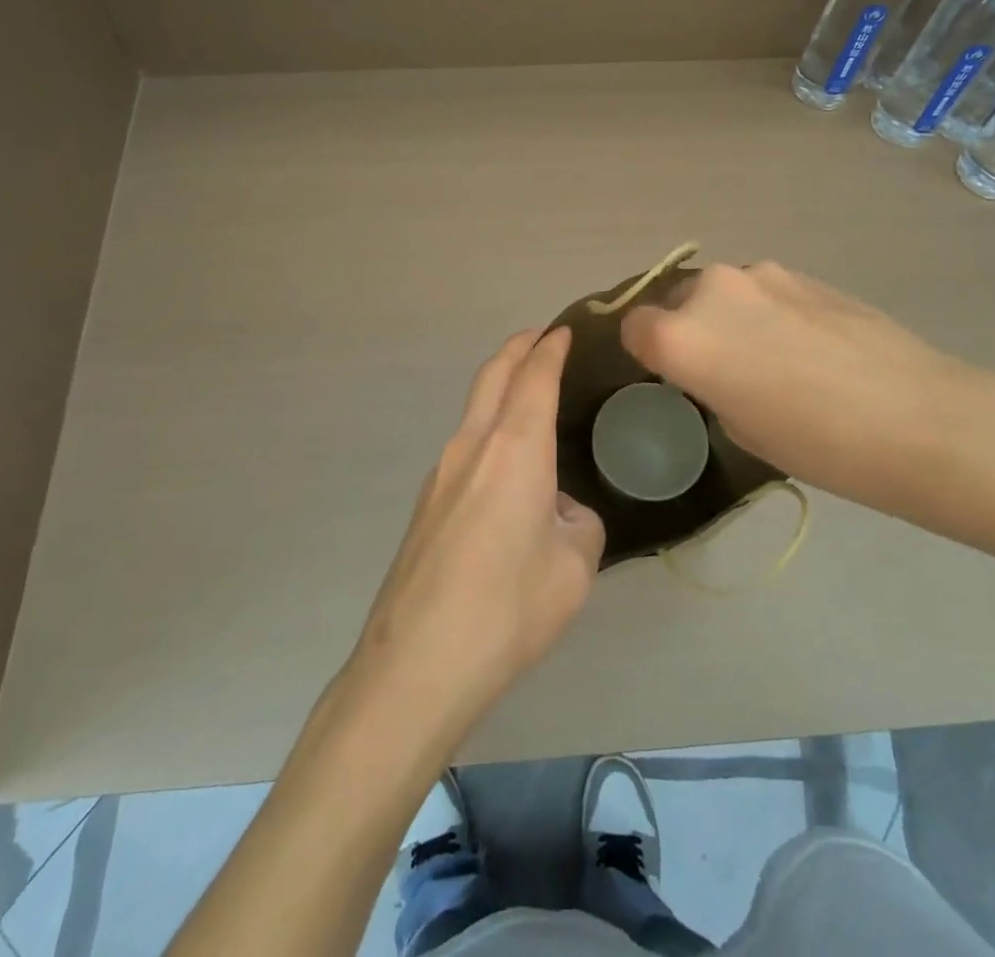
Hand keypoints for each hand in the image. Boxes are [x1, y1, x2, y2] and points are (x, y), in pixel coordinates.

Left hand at [347, 328, 605, 741]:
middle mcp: (472, 446)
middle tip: (542, 339)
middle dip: (518, 349)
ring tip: (529, 397)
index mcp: (514, 449)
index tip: (564, 331)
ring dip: (500, 389)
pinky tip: (508, 469)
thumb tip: (560, 513)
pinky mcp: (426, 504)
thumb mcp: (573, 569)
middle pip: (492, 376)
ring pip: (474, 410)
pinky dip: (489, 430)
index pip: (534, 378)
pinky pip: (465, 447)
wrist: (416, 663)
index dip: (550, 349)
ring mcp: (440, 473)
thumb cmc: (507, 609)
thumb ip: (578, 525)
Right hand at [620, 262, 994, 522]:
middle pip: (677, 300)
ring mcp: (761, 275)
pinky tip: (808, 345)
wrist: (916, 416)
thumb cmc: (816, 443)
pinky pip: (763, 290)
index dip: (646, 350)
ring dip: (731, 316)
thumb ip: (710, 383)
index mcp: (681, 336)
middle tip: (722, 367)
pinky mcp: (803, 273)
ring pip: (723, 292)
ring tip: (773, 355)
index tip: (668, 373)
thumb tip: (719, 364)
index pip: (635, 326)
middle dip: (687, 327)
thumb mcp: (739, 427)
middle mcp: (711, 291)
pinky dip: (767, 310)